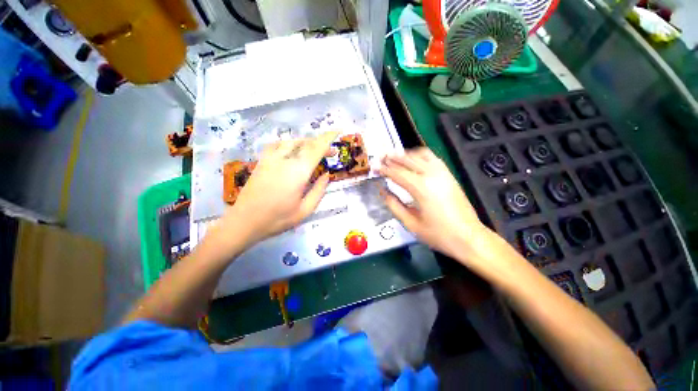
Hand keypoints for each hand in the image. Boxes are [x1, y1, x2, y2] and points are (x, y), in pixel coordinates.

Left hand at [216, 132, 337, 248]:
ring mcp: (271, 159)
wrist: (244, 221)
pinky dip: (288, 144)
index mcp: (298, 172)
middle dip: (321, 143)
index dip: (328, 138)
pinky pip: (276, 145)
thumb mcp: (305, 210)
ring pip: (292, 141)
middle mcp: (285, 160)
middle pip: (306, 143)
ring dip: (307, 143)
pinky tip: (291, 150)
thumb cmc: (277, 219)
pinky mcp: (262, 162)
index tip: (338, 132)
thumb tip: (326, 175)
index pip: (316, 148)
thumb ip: (319, 191)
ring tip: (314, 151)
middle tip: (331, 153)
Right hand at [379, 148, 489, 260]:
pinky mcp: (449, 174)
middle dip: (392, 158)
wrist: (469, 237)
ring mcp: (442, 172)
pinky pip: (432, 157)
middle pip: (407, 160)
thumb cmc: (438, 234)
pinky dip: (419, 155)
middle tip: (380, 158)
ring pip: (420, 155)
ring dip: (405, 154)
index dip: (384, 169)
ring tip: (394, 157)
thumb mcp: (410, 223)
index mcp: (420, 188)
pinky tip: (413, 159)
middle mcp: (431, 175)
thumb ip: (393, 205)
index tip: (374, 167)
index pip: (397, 173)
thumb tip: (382, 191)